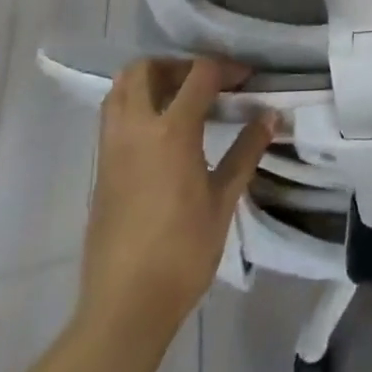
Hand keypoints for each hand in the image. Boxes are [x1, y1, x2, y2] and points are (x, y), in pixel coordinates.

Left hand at [79, 58, 275, 334]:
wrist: (125, 306)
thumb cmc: (182, 252)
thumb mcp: (223, 200)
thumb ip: (246, 151)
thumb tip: (270, 116)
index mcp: (170, 131)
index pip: (199, 74)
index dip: (226, 68)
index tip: (247, 78)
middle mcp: (134, 128)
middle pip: (145, 68)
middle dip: (177, 65)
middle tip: (205, 83)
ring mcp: (111, 147)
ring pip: (120, 89)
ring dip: (150, 82)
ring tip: (181, 101)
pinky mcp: (100, 168)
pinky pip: (113, 116)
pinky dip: (135, 105)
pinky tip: (162, 133)